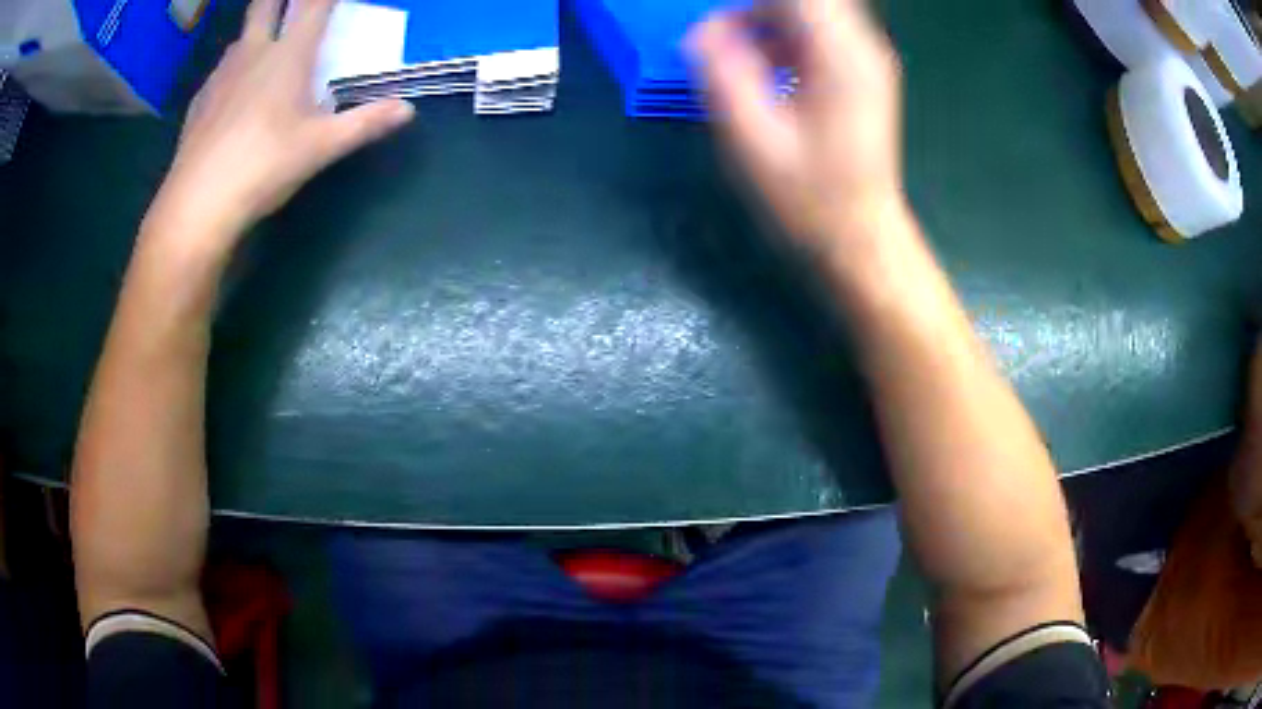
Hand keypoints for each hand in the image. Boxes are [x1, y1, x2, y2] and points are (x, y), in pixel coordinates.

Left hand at [152, 0, 414, 243]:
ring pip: (240, 37)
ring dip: (255, 34)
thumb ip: (364, 123)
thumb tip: (407, 110)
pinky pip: (219, 72)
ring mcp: (220, 75)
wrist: (197, 205)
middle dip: (279, 0)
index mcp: (288, 56)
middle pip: (265, 4)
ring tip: (264, 54)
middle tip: (291, 10)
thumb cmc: (263, 167)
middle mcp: (252, 53)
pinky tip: (233, 98)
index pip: (313, 4)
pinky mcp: (199, 101)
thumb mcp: (320, 148)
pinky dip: (232, 72)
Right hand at [688, 0, 906, 256]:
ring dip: (766, 21)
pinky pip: (817, 33)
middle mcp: (861, 47)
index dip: (752, 4)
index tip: (720, 25)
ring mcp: (865, 60)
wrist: (860, 238)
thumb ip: (722, 75)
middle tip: (724, 44)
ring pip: (810, 11)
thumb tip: (701, 32)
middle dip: (756, 11)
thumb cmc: (809, 199)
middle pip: (805, 0)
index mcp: (841, 56)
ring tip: (738, 57)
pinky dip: (783, 37)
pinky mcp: (859, 74)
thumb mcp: (752, 140)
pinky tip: (765, 70)